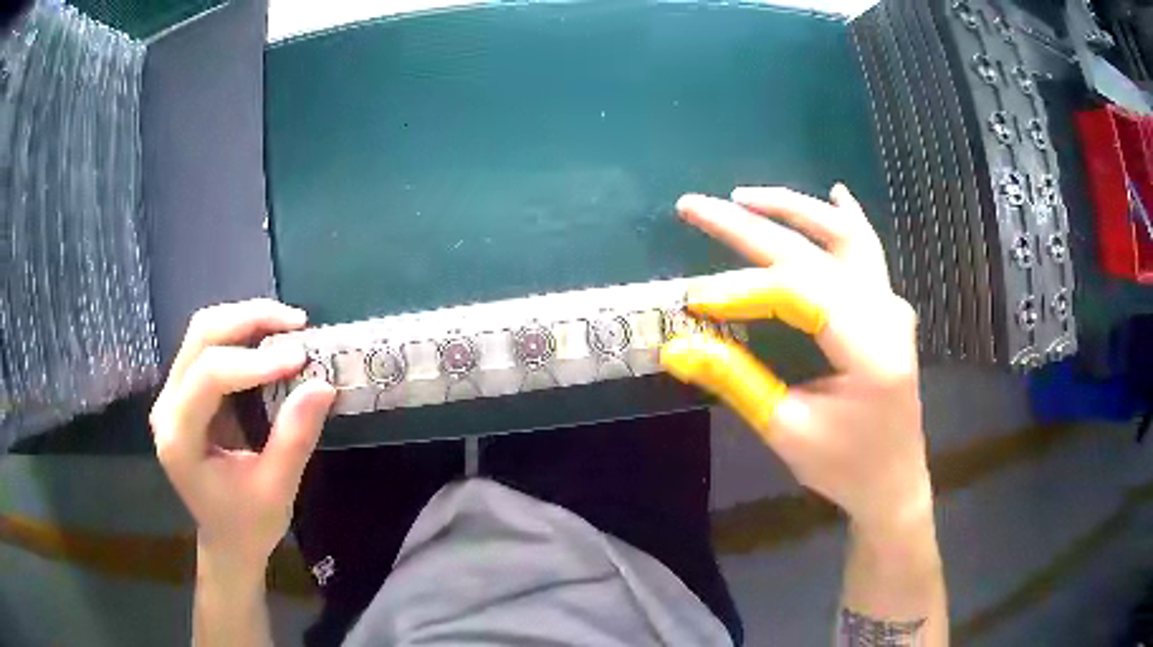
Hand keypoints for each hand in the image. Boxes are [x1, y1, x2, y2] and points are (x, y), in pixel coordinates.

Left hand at [150, 300, 334, 573]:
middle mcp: (167, 406)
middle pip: (201, 337)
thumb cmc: (248, 524)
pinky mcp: (185, 391)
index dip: (254, 362)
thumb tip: (324, 385)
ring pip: (203, 331)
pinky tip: (269, 338)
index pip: (209, 377)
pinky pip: (209, 345)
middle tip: (296, 322)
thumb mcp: (276, 490)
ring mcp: (172, 394)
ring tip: (288, 324)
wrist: (226, 540)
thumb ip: (294, 438)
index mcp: (179, 438)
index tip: (300, 359)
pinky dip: (242, 334)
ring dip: (246, 319)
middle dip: (249, 320)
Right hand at [662, 185, 929, 537]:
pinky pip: (867, 251)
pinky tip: (835, 193)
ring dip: (793, 210)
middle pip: (814, 252)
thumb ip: (735, 380)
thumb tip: (677, 347)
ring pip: (844, 236)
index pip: (798, 293)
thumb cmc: (845, 467)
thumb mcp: (786, 430)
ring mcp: (891, 304)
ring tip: (744, 197)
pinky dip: (844, 220)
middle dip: (750, 227)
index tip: (694, 300)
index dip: (742, 289)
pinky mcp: (888, 308)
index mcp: (868, 348)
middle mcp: (886, 312)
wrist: (894, 481)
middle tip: (695, 207)